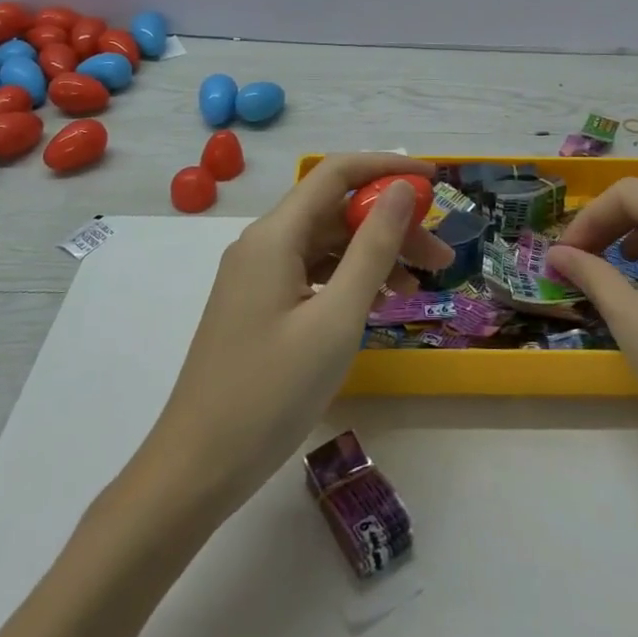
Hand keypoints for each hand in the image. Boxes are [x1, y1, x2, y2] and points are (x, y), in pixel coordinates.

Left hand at [142, 154, 453, 513]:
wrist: (196, 468)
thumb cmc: (271, 392)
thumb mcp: (336, 319)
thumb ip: (372, 248)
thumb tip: (401, 190)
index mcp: (275, 235)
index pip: (337, 173)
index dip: (387, 168)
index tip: (436, 183)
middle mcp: (263, 244)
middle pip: (335, 211)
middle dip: (390, 224)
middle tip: (441, 258)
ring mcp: (257, 276)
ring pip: (326, 245)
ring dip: (374, 255)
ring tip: (420, 287)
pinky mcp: (258, 305)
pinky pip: (312, 274)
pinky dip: (349, 280)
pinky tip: (379, 304)